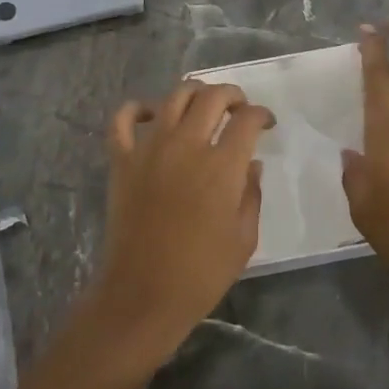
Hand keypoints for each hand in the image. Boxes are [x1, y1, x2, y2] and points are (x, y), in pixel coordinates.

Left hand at [87, 83, 272, 369]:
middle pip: (213, 97)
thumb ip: (252, 194)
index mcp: (222, 166)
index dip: (261, 114)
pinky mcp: (122, 159)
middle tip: (238, 109)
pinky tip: (152, 114)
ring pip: (174, 97)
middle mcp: (187, 145)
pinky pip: (124, 119)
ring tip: (203, 105)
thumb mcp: (244, 239)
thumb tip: (253, 164)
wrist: (143, 295)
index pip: (247, 120)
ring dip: (194, 93)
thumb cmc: (201, 273)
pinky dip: (138, 109)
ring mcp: (150, 148)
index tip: (266, 123)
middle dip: (232, 95)